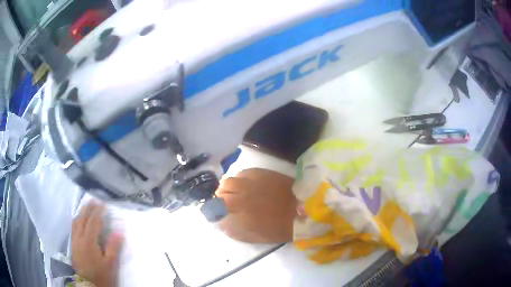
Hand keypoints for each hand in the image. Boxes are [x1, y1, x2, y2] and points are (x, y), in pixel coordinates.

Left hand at [72, 203, 123, 286]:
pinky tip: (80, 220)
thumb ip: (113, 247)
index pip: (93, 222)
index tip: (104, 204)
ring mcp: (74, 241)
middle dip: (88, 208)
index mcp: (89, 242)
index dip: (98, 212)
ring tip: (87, 206)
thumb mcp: (110, 264)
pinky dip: (77, 220)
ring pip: (76, 222)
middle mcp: (79, 238)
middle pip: (82, 218)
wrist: (88, 284)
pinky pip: (73, 227)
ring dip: (82, 212)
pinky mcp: (73, 245)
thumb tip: (119, 232)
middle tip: (95, 200)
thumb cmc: (101, 275)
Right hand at [215, 168, 296, 242]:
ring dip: (227, 187)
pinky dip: (239, 179)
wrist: (303, 208)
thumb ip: (236, 231)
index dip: (214, 210)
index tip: (217, 213)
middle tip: (225, 203)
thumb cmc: (281, 227)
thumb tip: (221, 224)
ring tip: (233, 192)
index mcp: (240, 212)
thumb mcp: (257, 236)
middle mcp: (241, 194)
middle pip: (220, 192)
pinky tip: (245, 184)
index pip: (216, 208)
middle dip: (219, 198)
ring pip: (228, 180)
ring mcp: (250, 181)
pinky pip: (242, 173)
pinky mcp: (260, 172)